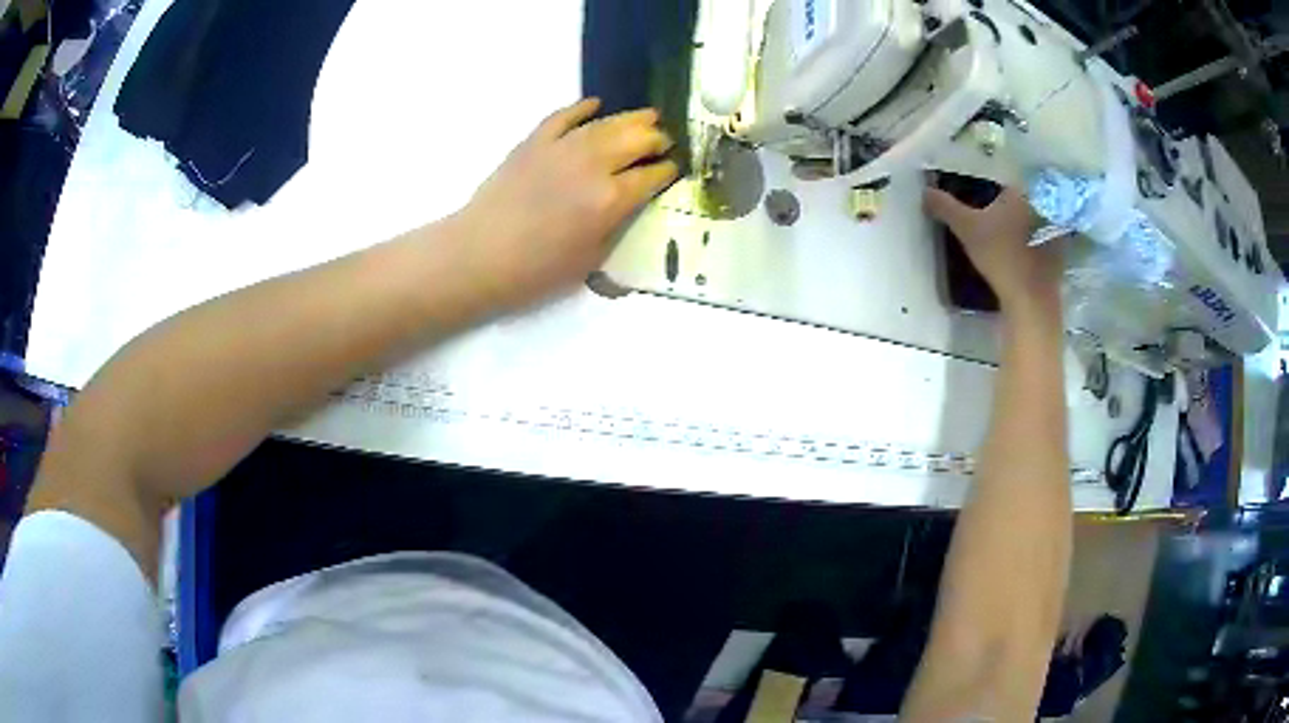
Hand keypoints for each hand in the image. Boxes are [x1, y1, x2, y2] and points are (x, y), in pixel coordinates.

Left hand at [448, 98, 678, 312]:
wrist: (479, 255)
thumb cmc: (537, 270)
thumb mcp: (592, 259)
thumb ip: (617, 226)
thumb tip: (629, 203)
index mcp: (611, 199)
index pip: (652, 175)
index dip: (668, 171)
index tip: (675, 169)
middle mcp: (593, 164)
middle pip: (637, 140)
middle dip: (657, 140)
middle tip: (665, 143)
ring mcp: (562, 147)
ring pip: (607, 123)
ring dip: (632, 118)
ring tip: (649, 117)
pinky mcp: (534, 141)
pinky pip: (564, 116)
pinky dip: (582, 108)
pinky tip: (596, 104)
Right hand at [925, 185, 1062, 315]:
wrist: (1031, 298)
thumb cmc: (1001, 255)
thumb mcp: (966, 228)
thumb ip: (946, 207)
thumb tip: (926, 191)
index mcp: (1021, 189)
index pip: (1005, 178)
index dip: (992, 184)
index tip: (982, 194)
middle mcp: (1041, 202)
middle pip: (1022, 195)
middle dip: (1010, 202)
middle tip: (994, 213)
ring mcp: (1054, 228)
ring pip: (1035, 217)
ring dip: (1024, 221)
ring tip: (1008, 233)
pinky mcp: (1059, 251)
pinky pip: (1043, 238)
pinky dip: (1034, 241)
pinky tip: (1022, 252)